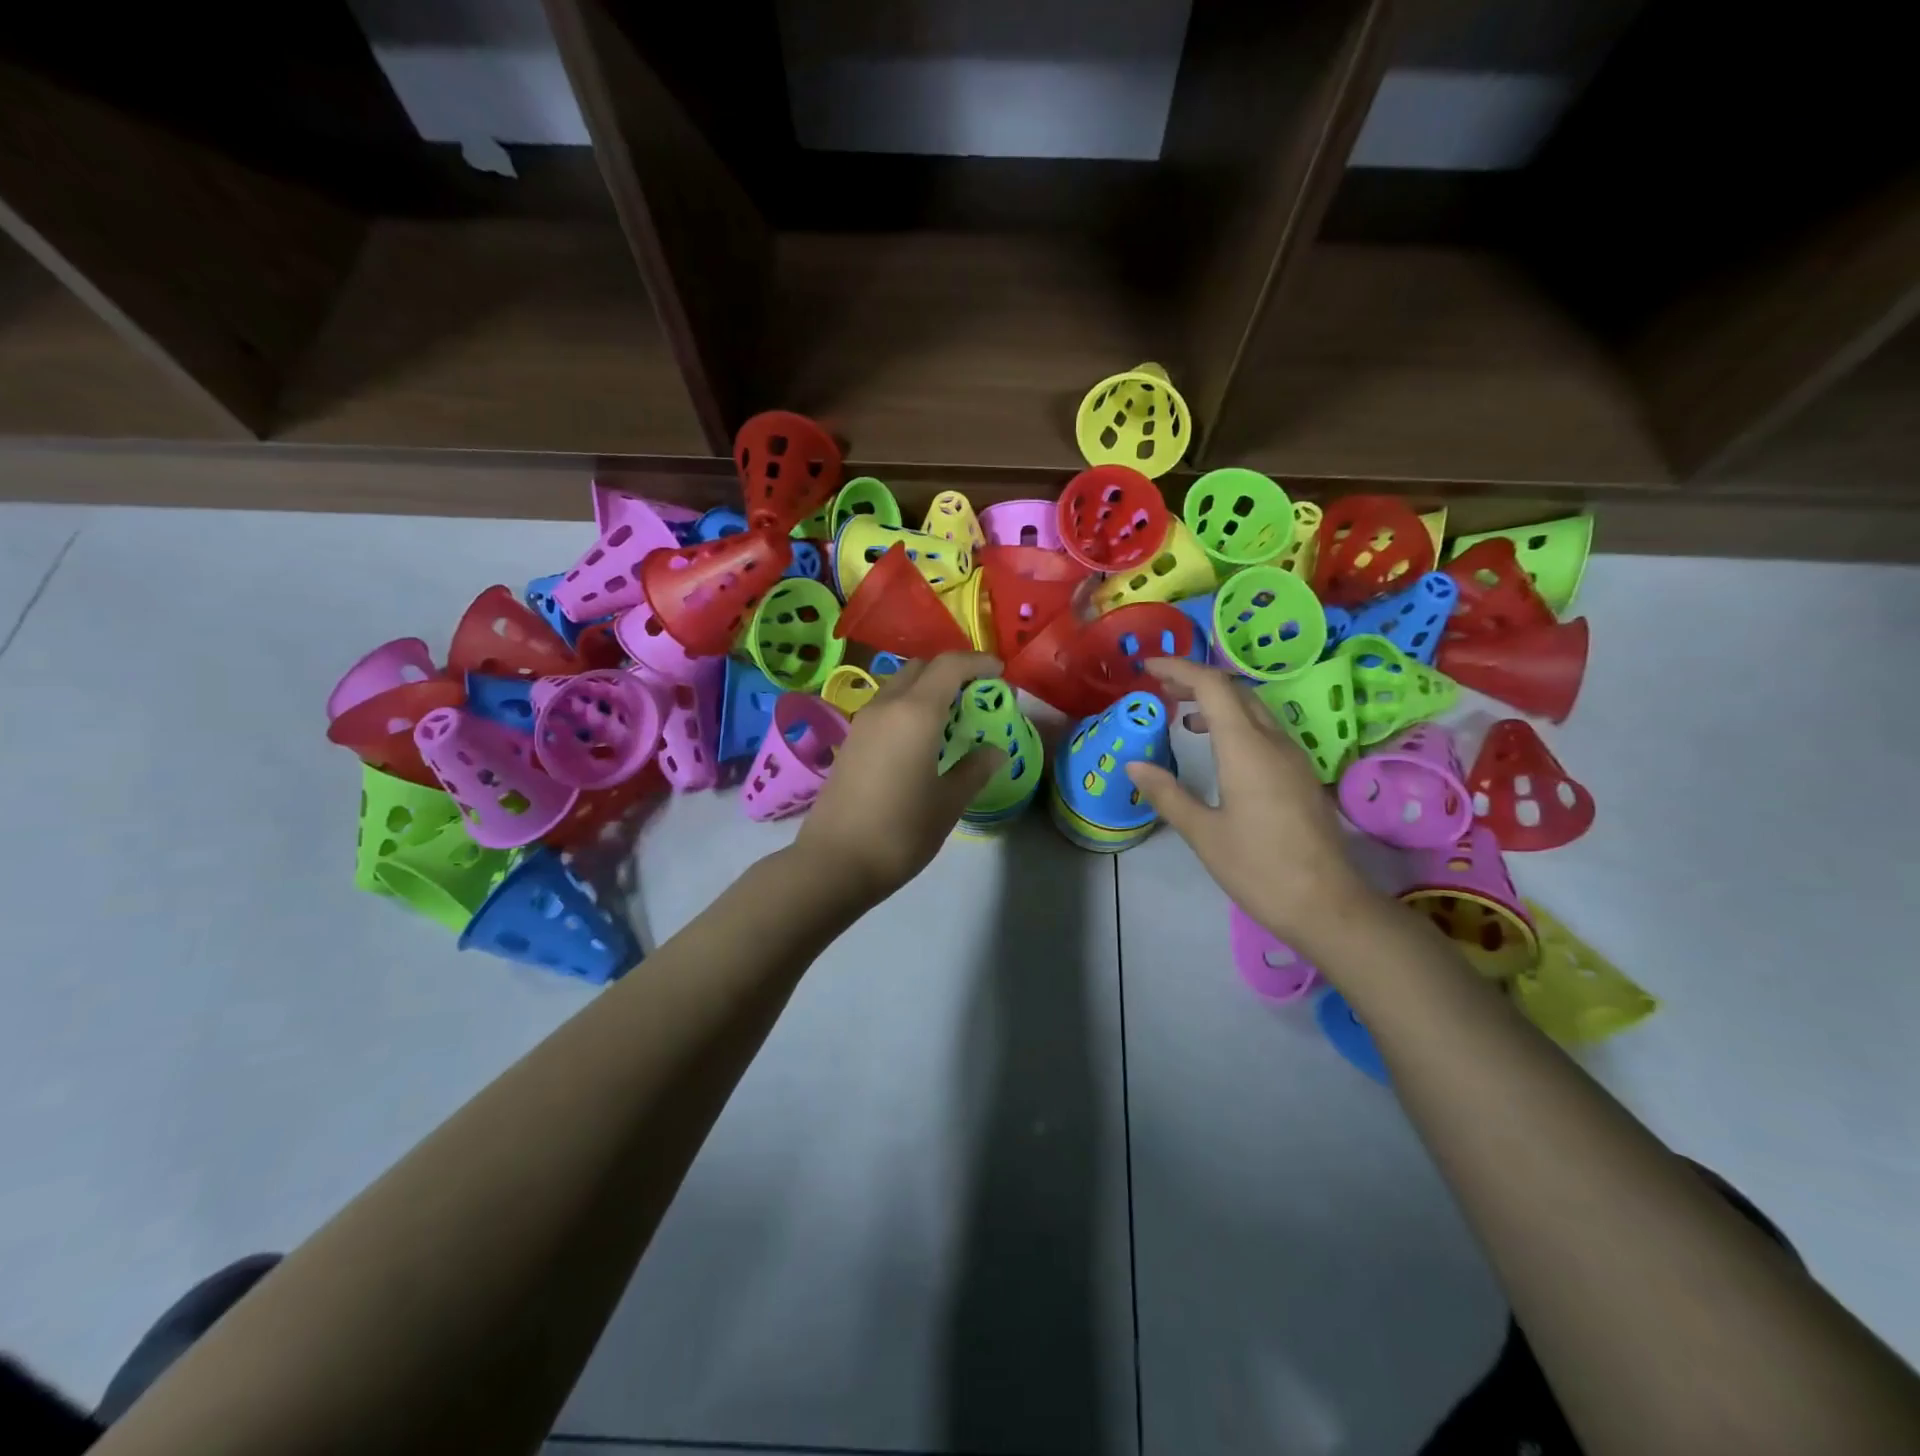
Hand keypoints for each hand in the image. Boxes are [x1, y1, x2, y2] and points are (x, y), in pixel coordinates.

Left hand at [796, 652, 1006, 904]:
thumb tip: (995, 751)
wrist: (835, 862)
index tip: (1000, 675)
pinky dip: (909, 708)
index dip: (977, 663)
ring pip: (899, 686)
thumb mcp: (948, 802)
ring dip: (927, 690)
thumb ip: (975, 769)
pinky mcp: (850, 741)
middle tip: (976, 697)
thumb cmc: (901, 831)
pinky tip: (922, 740)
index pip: (949, 666)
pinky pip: (886, 708)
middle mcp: (886, 706)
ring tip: (952, 719)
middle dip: (951, 673)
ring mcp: (863, 723)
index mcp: (915, 713)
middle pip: (921, 668)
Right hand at [1125, 656, 1379, 941]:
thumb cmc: (1258, 868)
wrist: (1327, 905)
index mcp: (1246, 748)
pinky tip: (1217, 749)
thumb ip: (1167, 793)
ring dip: (1217, 702)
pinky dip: (1234, 723)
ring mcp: (1293, 757)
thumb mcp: (1202, 833)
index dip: (1179, 668)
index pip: (1213, 686)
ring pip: (1253, 709)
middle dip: (1196, 680)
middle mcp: (1273, 742)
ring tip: (1183, 715)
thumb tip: (1134, 764)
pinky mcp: (1300, 775)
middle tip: (1160, 688)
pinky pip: (1264, 730)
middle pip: (1236, 690)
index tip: (1147, 667)